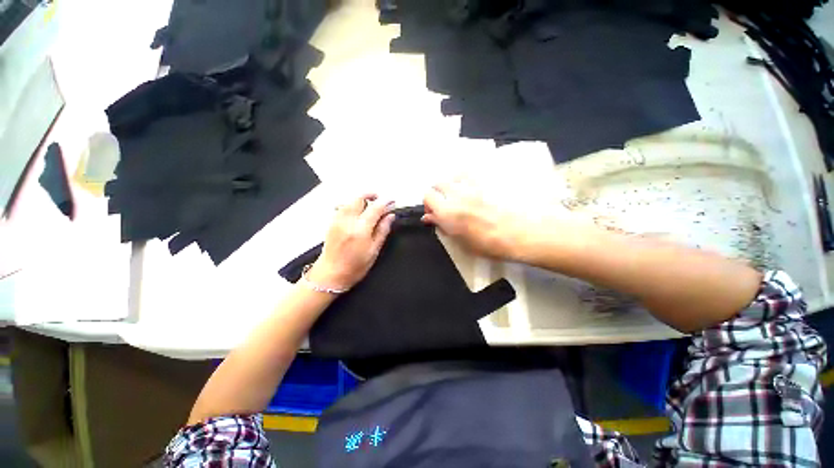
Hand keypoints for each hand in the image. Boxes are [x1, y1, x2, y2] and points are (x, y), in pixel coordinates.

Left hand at [307, 194, 395, 289]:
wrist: (330, 274)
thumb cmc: (355, 266)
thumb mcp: (374, 250)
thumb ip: (382, 231)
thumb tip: (390, 216)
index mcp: (360, 229)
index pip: (375, 208)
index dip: (385, 202)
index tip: (392, 201)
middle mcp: (347, 221)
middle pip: (359, 199)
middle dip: (371, 196)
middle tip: (381, 200)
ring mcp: (337, 220)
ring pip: (350, 201)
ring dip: (361, 199)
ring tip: (370, 205)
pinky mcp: (332, 222)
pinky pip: (342, 207)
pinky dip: (352, 204)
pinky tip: (358, 212)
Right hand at [422, 177, 590, 261]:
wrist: (522, 232)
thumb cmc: (491, 244)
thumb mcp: (462, 242)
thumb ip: (444, 227)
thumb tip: (430, 218)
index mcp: (447, 211)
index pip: (427, 197)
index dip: (428, 205)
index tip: (434, 215)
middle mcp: (456, 194)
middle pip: (437, 184)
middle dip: (437, 194)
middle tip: (445, 206)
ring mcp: (472, 185)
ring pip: (451, 176)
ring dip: (449, 186)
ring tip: (458, 197)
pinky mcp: (486, 179)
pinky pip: (468, 172)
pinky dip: (464, 178)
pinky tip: (471, 188)